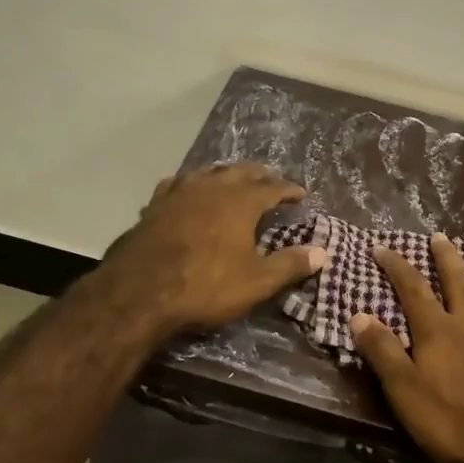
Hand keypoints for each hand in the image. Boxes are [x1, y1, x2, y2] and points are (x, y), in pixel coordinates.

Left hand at [103, 164, 328, 336]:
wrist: (141, 290)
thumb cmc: (206, 285)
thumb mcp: (256, 282)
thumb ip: (290, 265)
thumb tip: (322, 252)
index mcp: (241, 201)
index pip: (273, 188)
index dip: (289, 190)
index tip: (301, 193)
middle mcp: (213, 187)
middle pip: (242, 171)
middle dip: (260, 174)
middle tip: (272, 180)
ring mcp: (181, 192)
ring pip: (209, 172)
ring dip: (226, 174)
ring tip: (234, 178)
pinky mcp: (155, 205)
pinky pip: (178, 183)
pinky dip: (191, 184)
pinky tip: (188, 190)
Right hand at [349, 233, 463, 462]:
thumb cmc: (453, 423)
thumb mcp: (405, 392)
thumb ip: (382, 351)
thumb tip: (358, 314)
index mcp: (439, 332)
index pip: (413, 290)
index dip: (397, 267)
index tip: (382, 247)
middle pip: (459, 283)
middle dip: (447, 258)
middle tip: (440, 236)